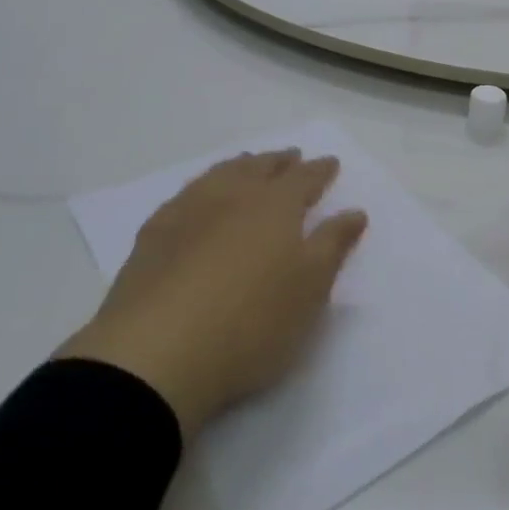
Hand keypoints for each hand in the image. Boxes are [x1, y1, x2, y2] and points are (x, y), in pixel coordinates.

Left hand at [57, 150, 367, 436]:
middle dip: (280, 161)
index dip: (320, 170)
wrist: (156, 353)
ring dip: (241, 166)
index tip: (331, 163)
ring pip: (221, 174)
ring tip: (249, 165)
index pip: (305, 178)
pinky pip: (185, 195)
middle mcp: (234, 195)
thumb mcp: (310, 289)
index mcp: (276, 205)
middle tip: (291, 156)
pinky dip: (202, 187)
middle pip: (261, 168)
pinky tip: (198, 197)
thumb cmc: (250, 322)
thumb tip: (354, 211)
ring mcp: (189, 211)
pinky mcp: (153, 235)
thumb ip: (333, 245)